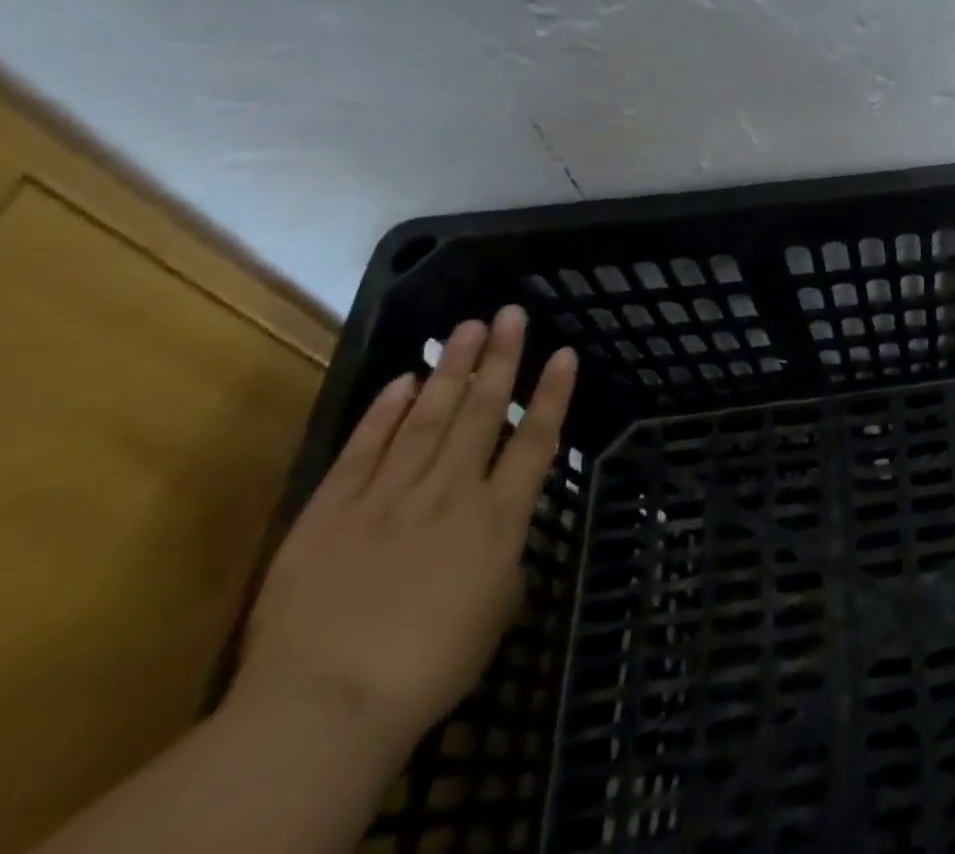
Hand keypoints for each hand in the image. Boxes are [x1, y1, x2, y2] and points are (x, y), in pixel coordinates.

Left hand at [228, 306, 576, 755]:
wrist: (325, 706)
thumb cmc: (430, 667)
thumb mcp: (494, 615)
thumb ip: (503, 565)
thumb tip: (498, 544)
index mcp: (498, 518)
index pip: (536, 441)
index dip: (552, 394)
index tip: (564, 352)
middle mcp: (451, 492)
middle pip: (482, 413)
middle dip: (500, 359)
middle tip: (509, 313)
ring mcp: (389, 497)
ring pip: (427, 418)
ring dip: (450, 369)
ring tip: (465, 326)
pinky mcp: (331, 513)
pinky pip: (363, 452)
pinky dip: (384, 414)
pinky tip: (402, 380)